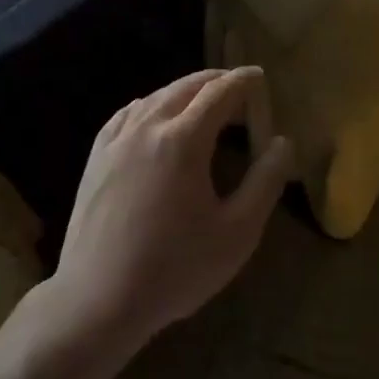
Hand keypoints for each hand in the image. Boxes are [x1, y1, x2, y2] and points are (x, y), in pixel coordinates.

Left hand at [53, 67, 293, 351]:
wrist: (97, 301)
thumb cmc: (175, 269)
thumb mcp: (237, 232)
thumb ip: (265, 182)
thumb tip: (282, 142)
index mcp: (183, 140)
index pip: (220, 93)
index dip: (243, 81)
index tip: (260, 76)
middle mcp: (147, 127)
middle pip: (186, 87)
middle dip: (216, 81)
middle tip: (240, 89)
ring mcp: (116, 140)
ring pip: (156, 96)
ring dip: (185, 91)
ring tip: (206, 102)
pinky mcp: (96, 157)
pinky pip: (129, 114)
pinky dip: (152, 104)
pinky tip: (156, 117)